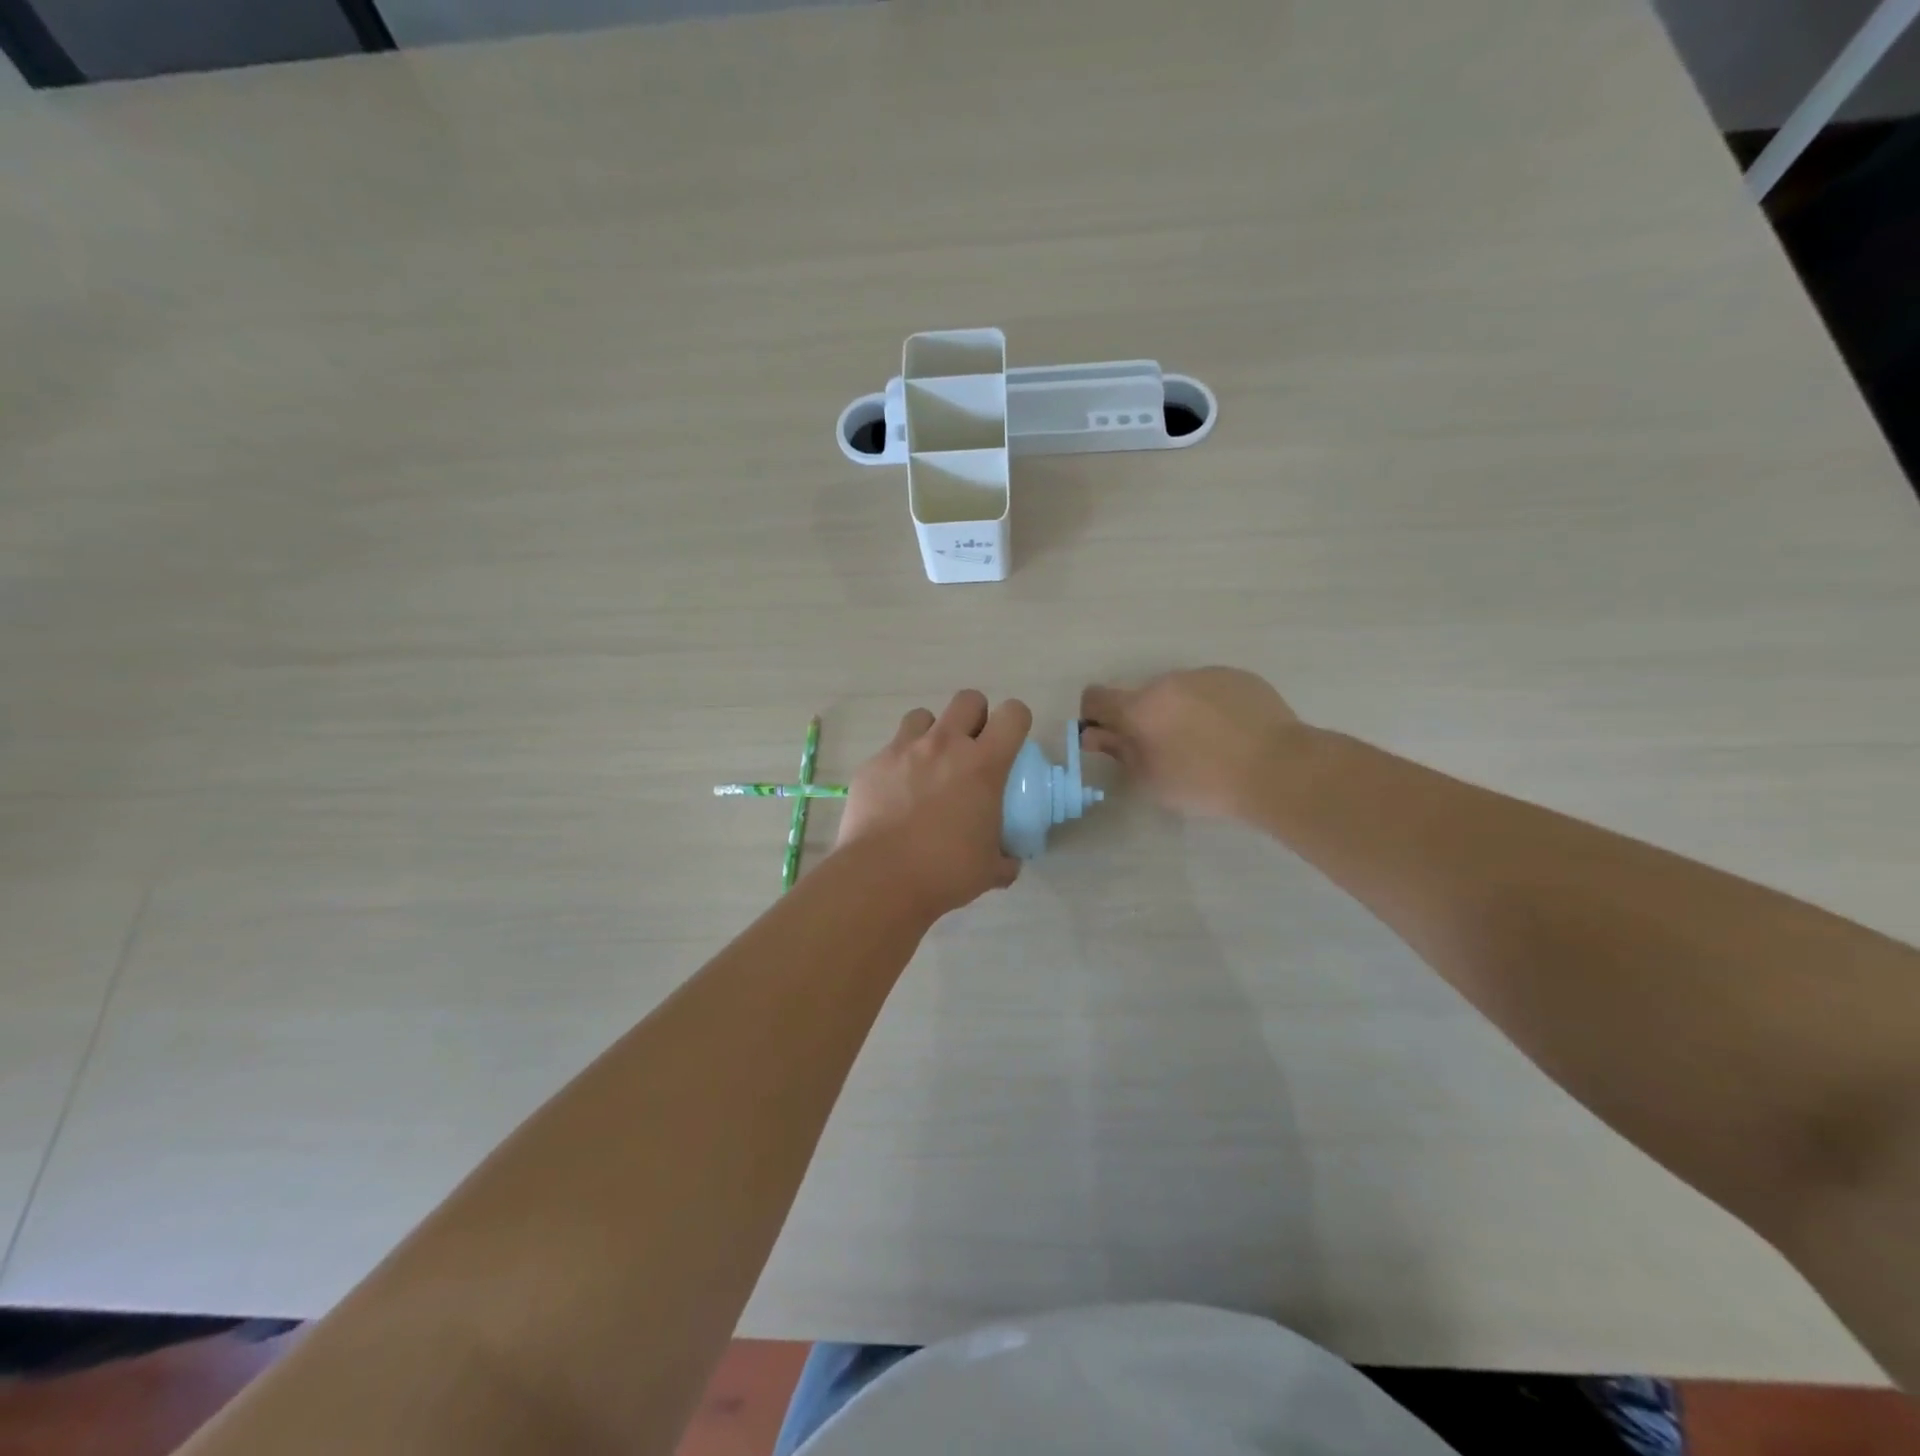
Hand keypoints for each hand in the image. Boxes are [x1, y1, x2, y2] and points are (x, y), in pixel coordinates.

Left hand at [836, 690, 1031, 919]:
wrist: (881, 878)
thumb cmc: (945, 871)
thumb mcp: (990, 869)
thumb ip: (1005, 858)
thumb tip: (1009, 861)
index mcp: (983, 764)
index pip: (1013, 714)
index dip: (1015, 722)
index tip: (1010, 743)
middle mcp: (945, 745)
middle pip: (968, 699)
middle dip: (974, 717)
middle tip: (971, 750)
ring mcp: (904, 750)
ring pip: (923, 716)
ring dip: (932, 733)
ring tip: (929, 765)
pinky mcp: (873, 764)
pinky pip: (891, 749)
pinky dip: (899, 763)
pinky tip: (896, 794)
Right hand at [1081, 668, 1308, 821]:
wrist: (1279, 769)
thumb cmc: (1206, 783)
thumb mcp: (1152, 780)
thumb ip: (1120, 752)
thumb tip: (1095, 735)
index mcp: (1140, 707)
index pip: (1096, 696)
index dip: (1095, 715)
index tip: (1110, 737)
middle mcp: (1168, 681)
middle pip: (1143, 696)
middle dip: (1146, 718)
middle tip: (1168, 751)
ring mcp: (1206, 675)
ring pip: (1179, 691)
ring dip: (1180, 711)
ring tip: (1208, 744)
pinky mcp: (1238, 676)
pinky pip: (1212, 689)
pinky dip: (1212, 707)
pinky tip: (1234, 734)